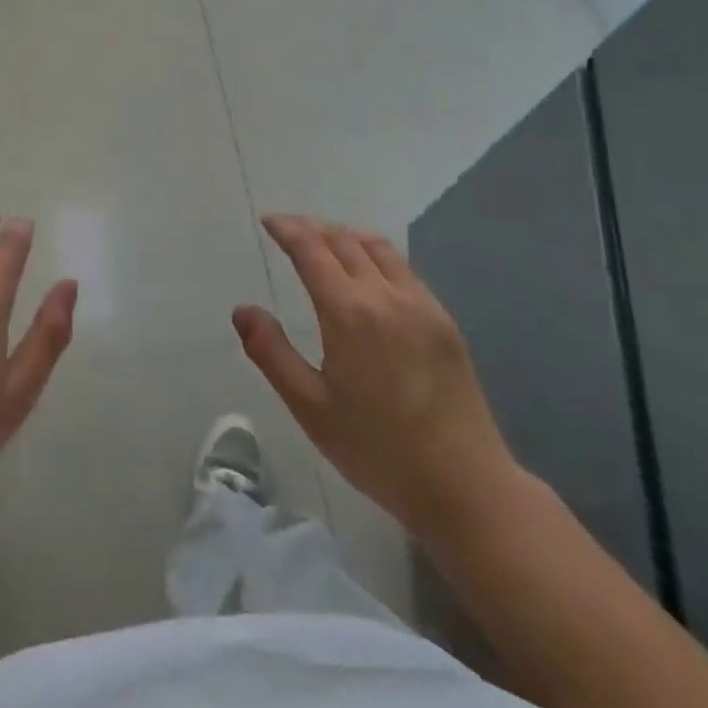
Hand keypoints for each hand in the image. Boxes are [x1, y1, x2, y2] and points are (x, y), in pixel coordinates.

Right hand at [234, 214, 518, 543]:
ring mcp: (421, 304)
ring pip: (378, 247)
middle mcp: (385, 295)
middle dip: (312, 227)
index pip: (311, 249)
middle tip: (289, 229)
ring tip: (325, 242)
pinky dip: (375, 255)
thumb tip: (242, 310)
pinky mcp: (443, 321)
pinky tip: (368, 275)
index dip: (288, 229)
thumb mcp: (310, 408)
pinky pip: (403, 269)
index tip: (268, 221)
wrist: (465, 486)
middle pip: (344, 240)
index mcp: (348, 312)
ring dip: (345, 235)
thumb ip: (271, 353)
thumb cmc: (378, 450)